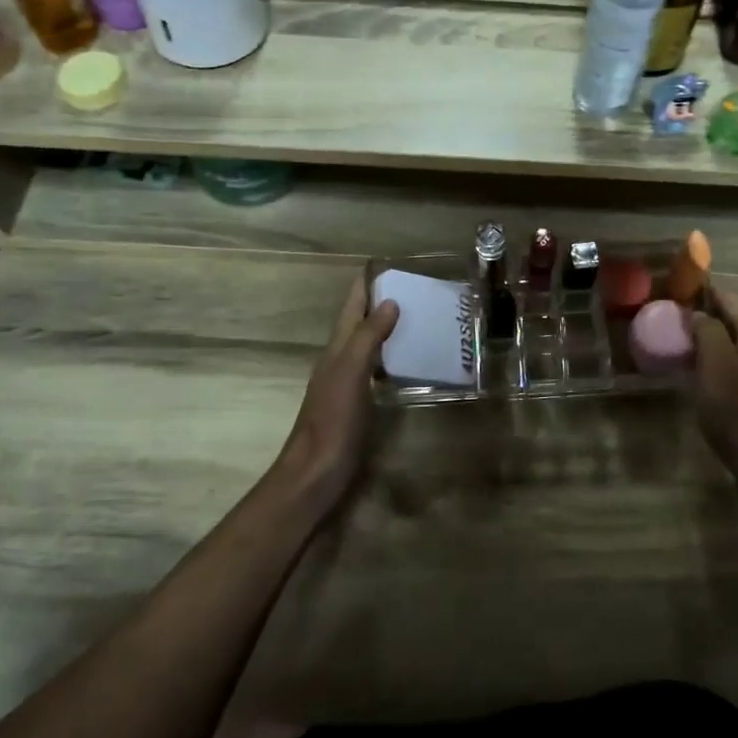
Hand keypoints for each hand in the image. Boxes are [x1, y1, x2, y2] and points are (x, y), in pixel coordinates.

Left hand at [274, 274, 399, 515]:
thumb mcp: (350, 372)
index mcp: (337, 348)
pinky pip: (379, 370)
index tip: (389, 265)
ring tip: (421, 319)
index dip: (366, 284)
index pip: (351, 306)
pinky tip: (412, 364)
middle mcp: (341, 360)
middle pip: (360, 323)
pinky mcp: (359, 404)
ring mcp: (349, 383)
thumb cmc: (332, 419)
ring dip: (389, 330)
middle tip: (418, 290)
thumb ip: (367, 337)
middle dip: (382, 304)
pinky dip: (393, 359)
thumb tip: (389, 301)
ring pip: (370, 346)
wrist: (316, 472)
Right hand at [690, 288, 737, 486]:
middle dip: (709, 314)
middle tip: (676, 318)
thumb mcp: (716, 367)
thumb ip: (709, 332)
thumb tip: (700, 312)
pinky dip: (721, 358)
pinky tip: (703, 371)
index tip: (676, 293)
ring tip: (685, 342)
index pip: (732, 299)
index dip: (705, 292)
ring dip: (714, 338)